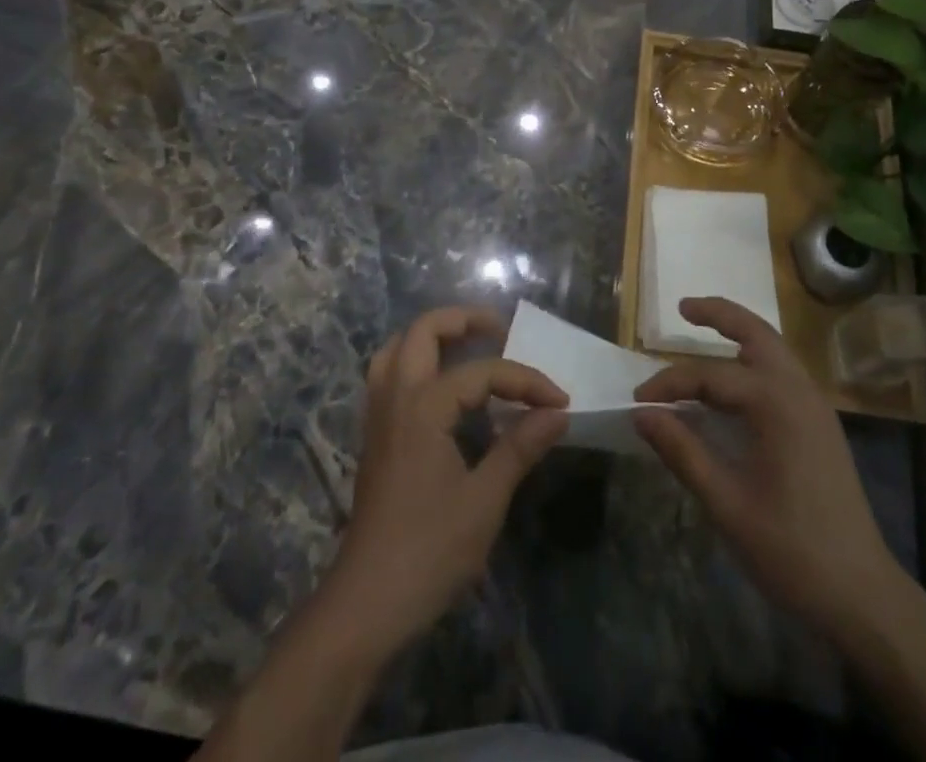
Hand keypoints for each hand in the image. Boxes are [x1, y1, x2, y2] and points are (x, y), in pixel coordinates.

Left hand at [322, 306, 567, 655]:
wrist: (365, 605)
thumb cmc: (429, 551)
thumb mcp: (484, 501)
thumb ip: (519, 448)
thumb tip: (557, 413)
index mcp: (423, 407)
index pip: (482, 372)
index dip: (525, 381)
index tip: (560, 401)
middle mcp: (396, 398)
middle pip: (422, 331)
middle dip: (463, 320)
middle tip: (500, 330)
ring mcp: (379, 417)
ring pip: (396, 348)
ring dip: (432, 337)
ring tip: (468, 345)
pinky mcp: (374, 437)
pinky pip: (389, 376)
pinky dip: (415, 362)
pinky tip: (441, 387)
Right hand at [633, 297, 902, 643]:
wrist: (863, 594)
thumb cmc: (791, 550)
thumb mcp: (726, 504)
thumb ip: (682, 452)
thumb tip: (642, 414)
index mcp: (776, 404)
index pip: (710, 376)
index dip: (669, 384)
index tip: (638, 402)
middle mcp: (799, 390)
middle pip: (756, 332)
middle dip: (719, 314)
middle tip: (683, 307)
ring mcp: (815, 405)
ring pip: (774, 347)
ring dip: (739, 332)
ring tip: (704, 329)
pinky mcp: (821, 423)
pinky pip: (783, 371)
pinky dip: (755, 358)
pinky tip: (735, 380)